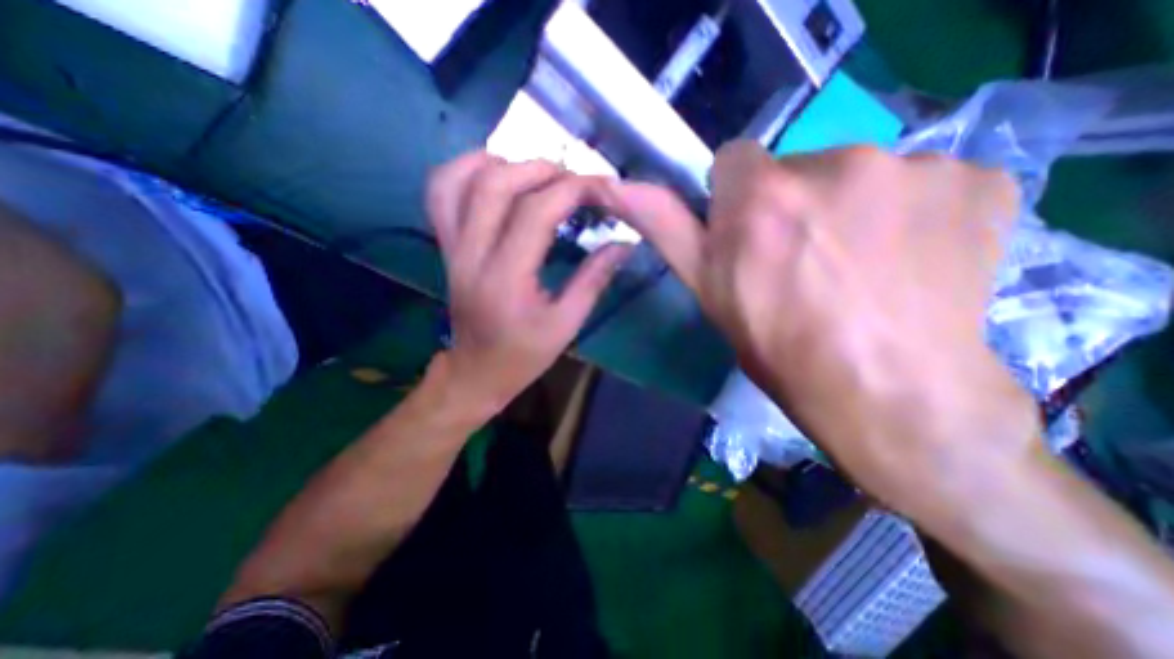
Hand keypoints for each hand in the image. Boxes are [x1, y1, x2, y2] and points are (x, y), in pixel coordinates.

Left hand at [427, 152, 632, 419]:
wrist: (475, 372)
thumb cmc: (523, 356)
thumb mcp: (566, 324)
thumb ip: (594, 279)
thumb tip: (623, 244)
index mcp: (506, 279)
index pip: (535, 213)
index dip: (571, 190)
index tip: (601, 187)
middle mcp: (471, 256)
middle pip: (495, 185)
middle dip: (540, 169)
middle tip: (573, 179)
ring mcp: (451, 249)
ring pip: (458, 181)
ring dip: (499, 163)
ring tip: (535, 172)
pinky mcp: (445, 248)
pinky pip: (440, 195)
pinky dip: (464, 171)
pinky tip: (495, 175)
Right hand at [618, 141, 1040, 514]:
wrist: (891, 396)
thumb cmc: (781, 348)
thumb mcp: (709, 291)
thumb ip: (666, 229)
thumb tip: (617, 188)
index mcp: (760, 199)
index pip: (735, 160)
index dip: (737, 199)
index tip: (751, 236)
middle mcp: (834, 164)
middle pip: (796, 167)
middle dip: (791, 205)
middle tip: (804, 263)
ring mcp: (913, 167)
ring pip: (856, 174)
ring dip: (848, 209)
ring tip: (857, 268)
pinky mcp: (976, 179)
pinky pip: (920, 181)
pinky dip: (910, 213)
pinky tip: (910, 261)